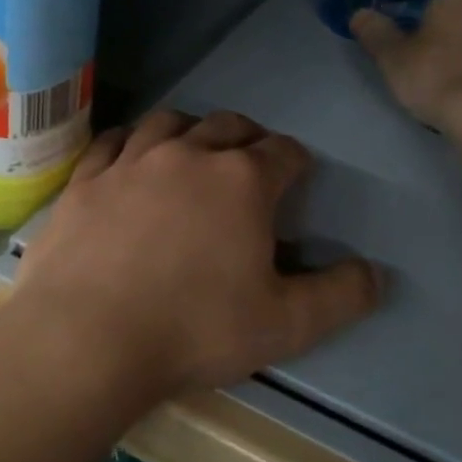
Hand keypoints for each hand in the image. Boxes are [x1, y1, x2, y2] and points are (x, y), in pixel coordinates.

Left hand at [12, 111, 379, 406]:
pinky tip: (131, 156)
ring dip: (189, 131)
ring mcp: (131, 162)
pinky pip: (113, 141)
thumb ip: (340, 296)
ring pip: (168, 122)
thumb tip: (376, 273)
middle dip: (248, 138)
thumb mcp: (285, 325)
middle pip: (228, 126)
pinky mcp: (85, 180)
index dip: (297, 161)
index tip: (298, 176)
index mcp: (242, 181)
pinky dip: (131, 142)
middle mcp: (188, 155)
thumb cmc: (195, 330)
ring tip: (193, 151)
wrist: (87, 339)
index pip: (284, 151)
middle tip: (250, 161)